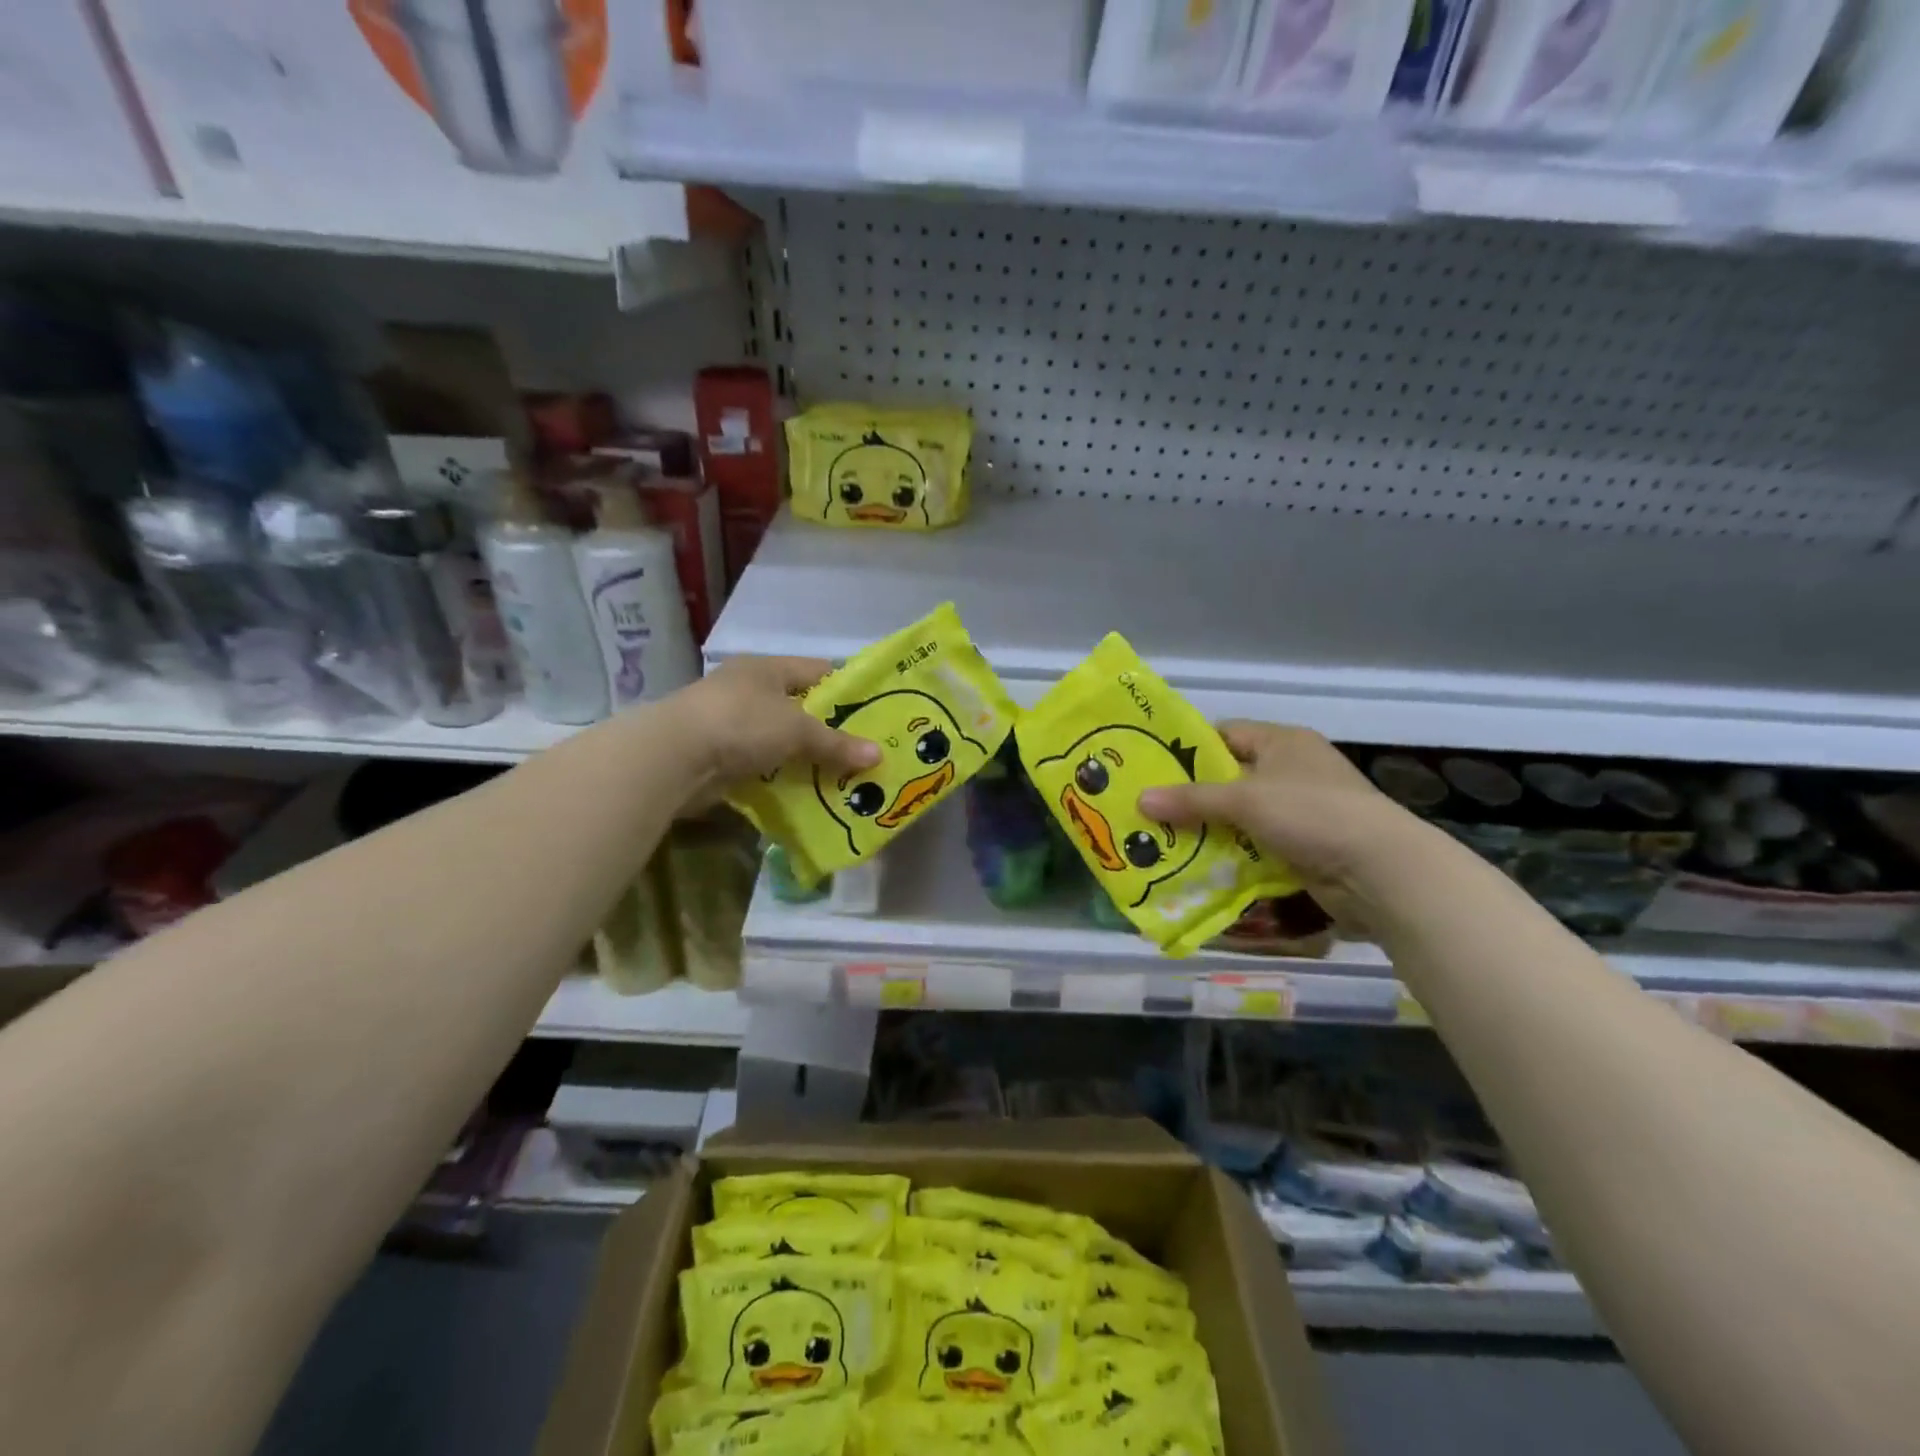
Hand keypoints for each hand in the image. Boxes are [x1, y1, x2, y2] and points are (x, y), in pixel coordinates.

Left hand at [665, 656, 880, 803]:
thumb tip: (879, 756)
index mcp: (767, 669)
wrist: (674, 758)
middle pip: (801, 709)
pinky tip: (809, 793)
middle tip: (865, 751)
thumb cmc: (741, 723)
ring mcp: (732, 723)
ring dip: (807, 758)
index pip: (818, 671)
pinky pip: (764, 765)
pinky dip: (784, 778)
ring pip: (782, 740)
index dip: (848, 689)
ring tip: (844, 776)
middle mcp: (750, 690)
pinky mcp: (722, 756)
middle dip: (830, 731)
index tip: (876, 711)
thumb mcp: (797, 730)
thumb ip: (837, 743)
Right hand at [1136, 721, 1426, 893]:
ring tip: (1162, 841)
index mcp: (1283, 742)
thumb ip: (1191, 800)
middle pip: (1229, 779)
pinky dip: (1230, 855)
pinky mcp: (1304, 847)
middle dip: (1191, 797)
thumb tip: (1140, 801)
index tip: (1149, 769)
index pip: (1224, 735)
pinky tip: (1197, 867)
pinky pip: (1254, 846)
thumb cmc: (1311, 814)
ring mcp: (1300, 811)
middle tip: (1148, 810)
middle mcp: (1292, 771)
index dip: (1187, 750)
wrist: (1381, 872)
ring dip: (1208, 831)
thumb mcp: (1245, 800)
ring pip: (1239, 817)